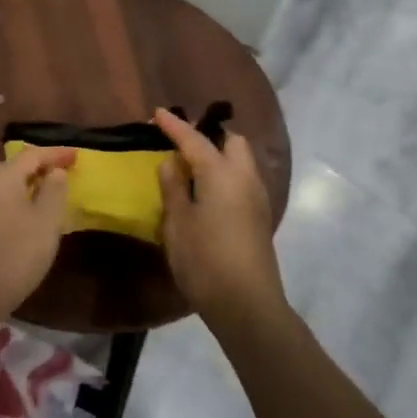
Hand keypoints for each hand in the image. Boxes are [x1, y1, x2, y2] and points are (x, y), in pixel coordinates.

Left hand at [0, 147, 76, 321]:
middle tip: (61, 179)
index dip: (57, 154)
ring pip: (1, 189)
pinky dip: (9, 206)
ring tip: (44, 201)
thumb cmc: (14, 254)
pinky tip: (20, 222)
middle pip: (14, 169)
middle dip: (39, 172)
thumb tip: (54, 173)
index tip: (77, 156)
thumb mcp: (47, 221)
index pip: (33, 155)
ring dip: (23, 190)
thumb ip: (55, 190)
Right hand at [156, 108, 287, 323]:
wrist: (246, 304)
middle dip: (209, 134)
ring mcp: (257, 198)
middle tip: (181, 142)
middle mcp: (245, 178)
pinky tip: (206, 191)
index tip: (157, 113)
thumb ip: (173, 188)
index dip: (175, 125)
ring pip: (241, 161)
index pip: (195, 139)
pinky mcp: (259, 217)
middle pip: (232, 142)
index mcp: (221, 173)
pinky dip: (225, 174)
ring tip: (190, 166)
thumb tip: (170, 163)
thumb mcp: (178, 222)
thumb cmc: (205, 260)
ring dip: (219, 155)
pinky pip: (242, 180)